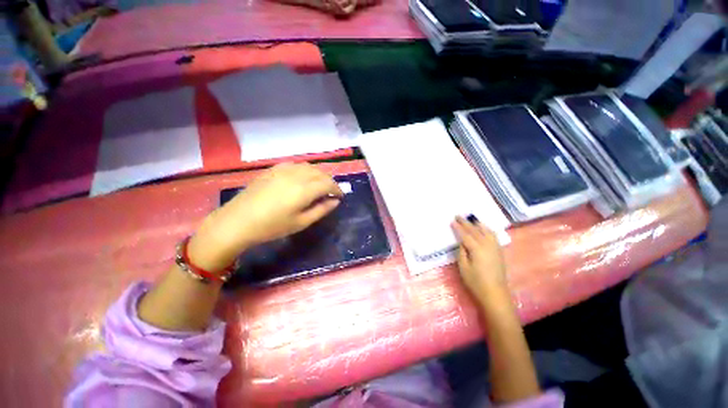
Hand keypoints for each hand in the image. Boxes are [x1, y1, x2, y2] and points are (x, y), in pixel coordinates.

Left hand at [189, 163, 342, 271]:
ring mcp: (283, 169)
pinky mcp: (273, 169)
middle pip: (320, 173)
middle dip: (329, 181)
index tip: (340, 196)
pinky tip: (302, 179)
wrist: (237, 221)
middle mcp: (296, 175)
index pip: (328, 183)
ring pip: (309, 167)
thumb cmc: (272, 227)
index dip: (337, 189)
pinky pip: (296, 165)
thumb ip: (321, 210)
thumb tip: (335, 201)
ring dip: (318, 175)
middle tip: (331, 193)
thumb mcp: (301, 222)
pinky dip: (305, 170)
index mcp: (304, 189)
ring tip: (319, 186)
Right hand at [451, 216, 508, 307]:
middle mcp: (487, 245)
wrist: (495, 294)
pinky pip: (493, 236)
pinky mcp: (499, 252)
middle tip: (459, 215)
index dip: (458, 227)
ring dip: (478, 224)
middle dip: (466, 223)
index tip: (452, 220)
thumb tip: (462, 243)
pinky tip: (484, 229)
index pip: (465, 235)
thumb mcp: (463, 267)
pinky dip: (487, 230)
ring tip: (471, 219)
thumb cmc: (476, 282)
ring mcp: (495, 248)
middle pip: (475, 231)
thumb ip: (462, 252)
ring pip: (486, 231)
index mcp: (477, 249)